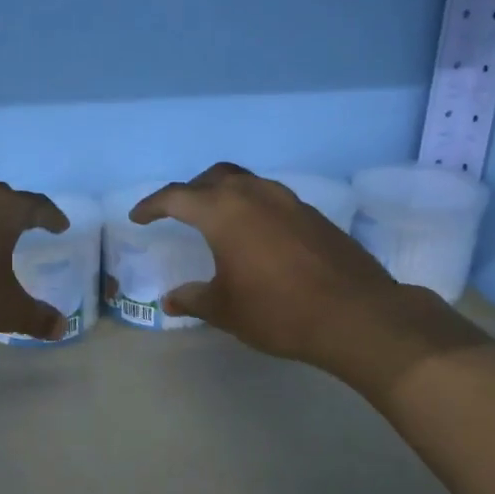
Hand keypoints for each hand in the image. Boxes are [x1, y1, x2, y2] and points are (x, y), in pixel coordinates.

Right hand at [131, 163, 458, 376]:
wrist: (356, 315)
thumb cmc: (278, 311)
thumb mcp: (225, 309)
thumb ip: (193, 299)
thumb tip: (169, 299)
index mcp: (224, 212)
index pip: (176, 197)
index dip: (152, 206)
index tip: (138, 218)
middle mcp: (255, 195)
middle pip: (213, 178)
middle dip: (190, 191)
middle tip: (177, 212)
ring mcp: (289, 201)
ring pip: (246, 183)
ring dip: (224, 194)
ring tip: (216, 220)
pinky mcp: (313, 215)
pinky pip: (271, 199)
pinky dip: (253, 207)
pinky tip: (256, 236)